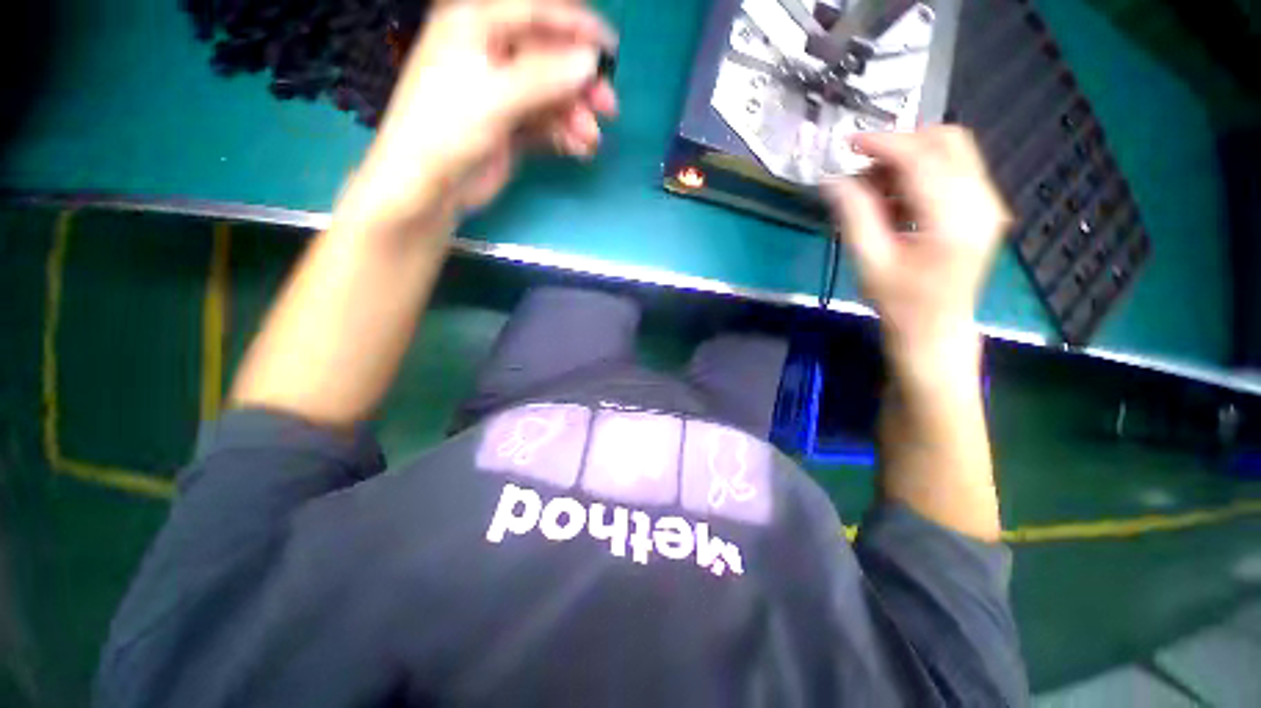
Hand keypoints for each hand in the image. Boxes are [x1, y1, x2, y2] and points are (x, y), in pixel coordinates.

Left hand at [337, 0, 618, 231]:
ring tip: (591, 140)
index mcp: (476, 25)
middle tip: (609, 108)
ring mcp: (501, 92)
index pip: (535, 13)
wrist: (428, 188)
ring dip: (575, 116)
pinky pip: (545, 123)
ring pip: (551, 95)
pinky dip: (564, 134)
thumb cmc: (447, 129)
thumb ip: (544, 77)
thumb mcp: (495, 97)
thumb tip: (591, 61)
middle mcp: (490, 53)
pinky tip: (579, 149)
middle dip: (580, 83)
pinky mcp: (509, 125)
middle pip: (548, 58)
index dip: (576, 26)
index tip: (611, 48)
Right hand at [822, 127, 1010, 373]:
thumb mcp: (870, 262)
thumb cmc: (900, 304)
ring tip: (874, 191)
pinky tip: (895, 201)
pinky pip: (954, 171)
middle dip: (900, 146)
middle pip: (947, 141)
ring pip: (952, 152)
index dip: (884, 144)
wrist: (936, 331)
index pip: (922, 159)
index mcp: (955, 219)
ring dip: (909, 160)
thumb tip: (832, 180)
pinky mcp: (983, 209)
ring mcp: (988, 203)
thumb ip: (854, 215)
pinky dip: (920, 174)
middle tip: (863, 170)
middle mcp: (982, 202)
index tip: (849, 144)